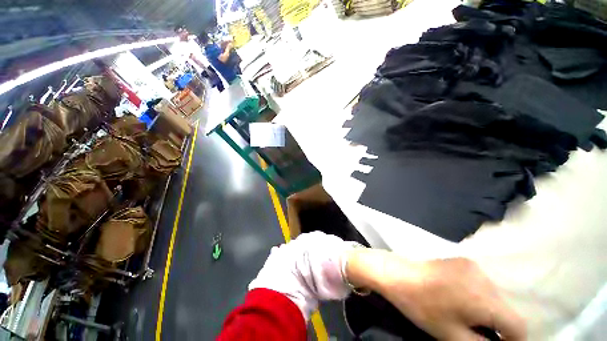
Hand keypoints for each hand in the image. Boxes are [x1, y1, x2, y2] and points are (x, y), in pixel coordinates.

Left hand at [346, 250, 525, 340]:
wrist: (397, 273)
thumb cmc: (421, 305)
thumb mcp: (452, 335)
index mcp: (485, 297)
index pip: (518, 325)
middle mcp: (484, 277)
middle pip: (507, 310)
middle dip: (501, 327)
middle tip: (485, 336)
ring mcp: (473, 266)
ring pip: (496, 297)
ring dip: (491, 311)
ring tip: (473, 320)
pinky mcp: (462, 261)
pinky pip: (483, 284)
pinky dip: (481, 298)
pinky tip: (465, 302)